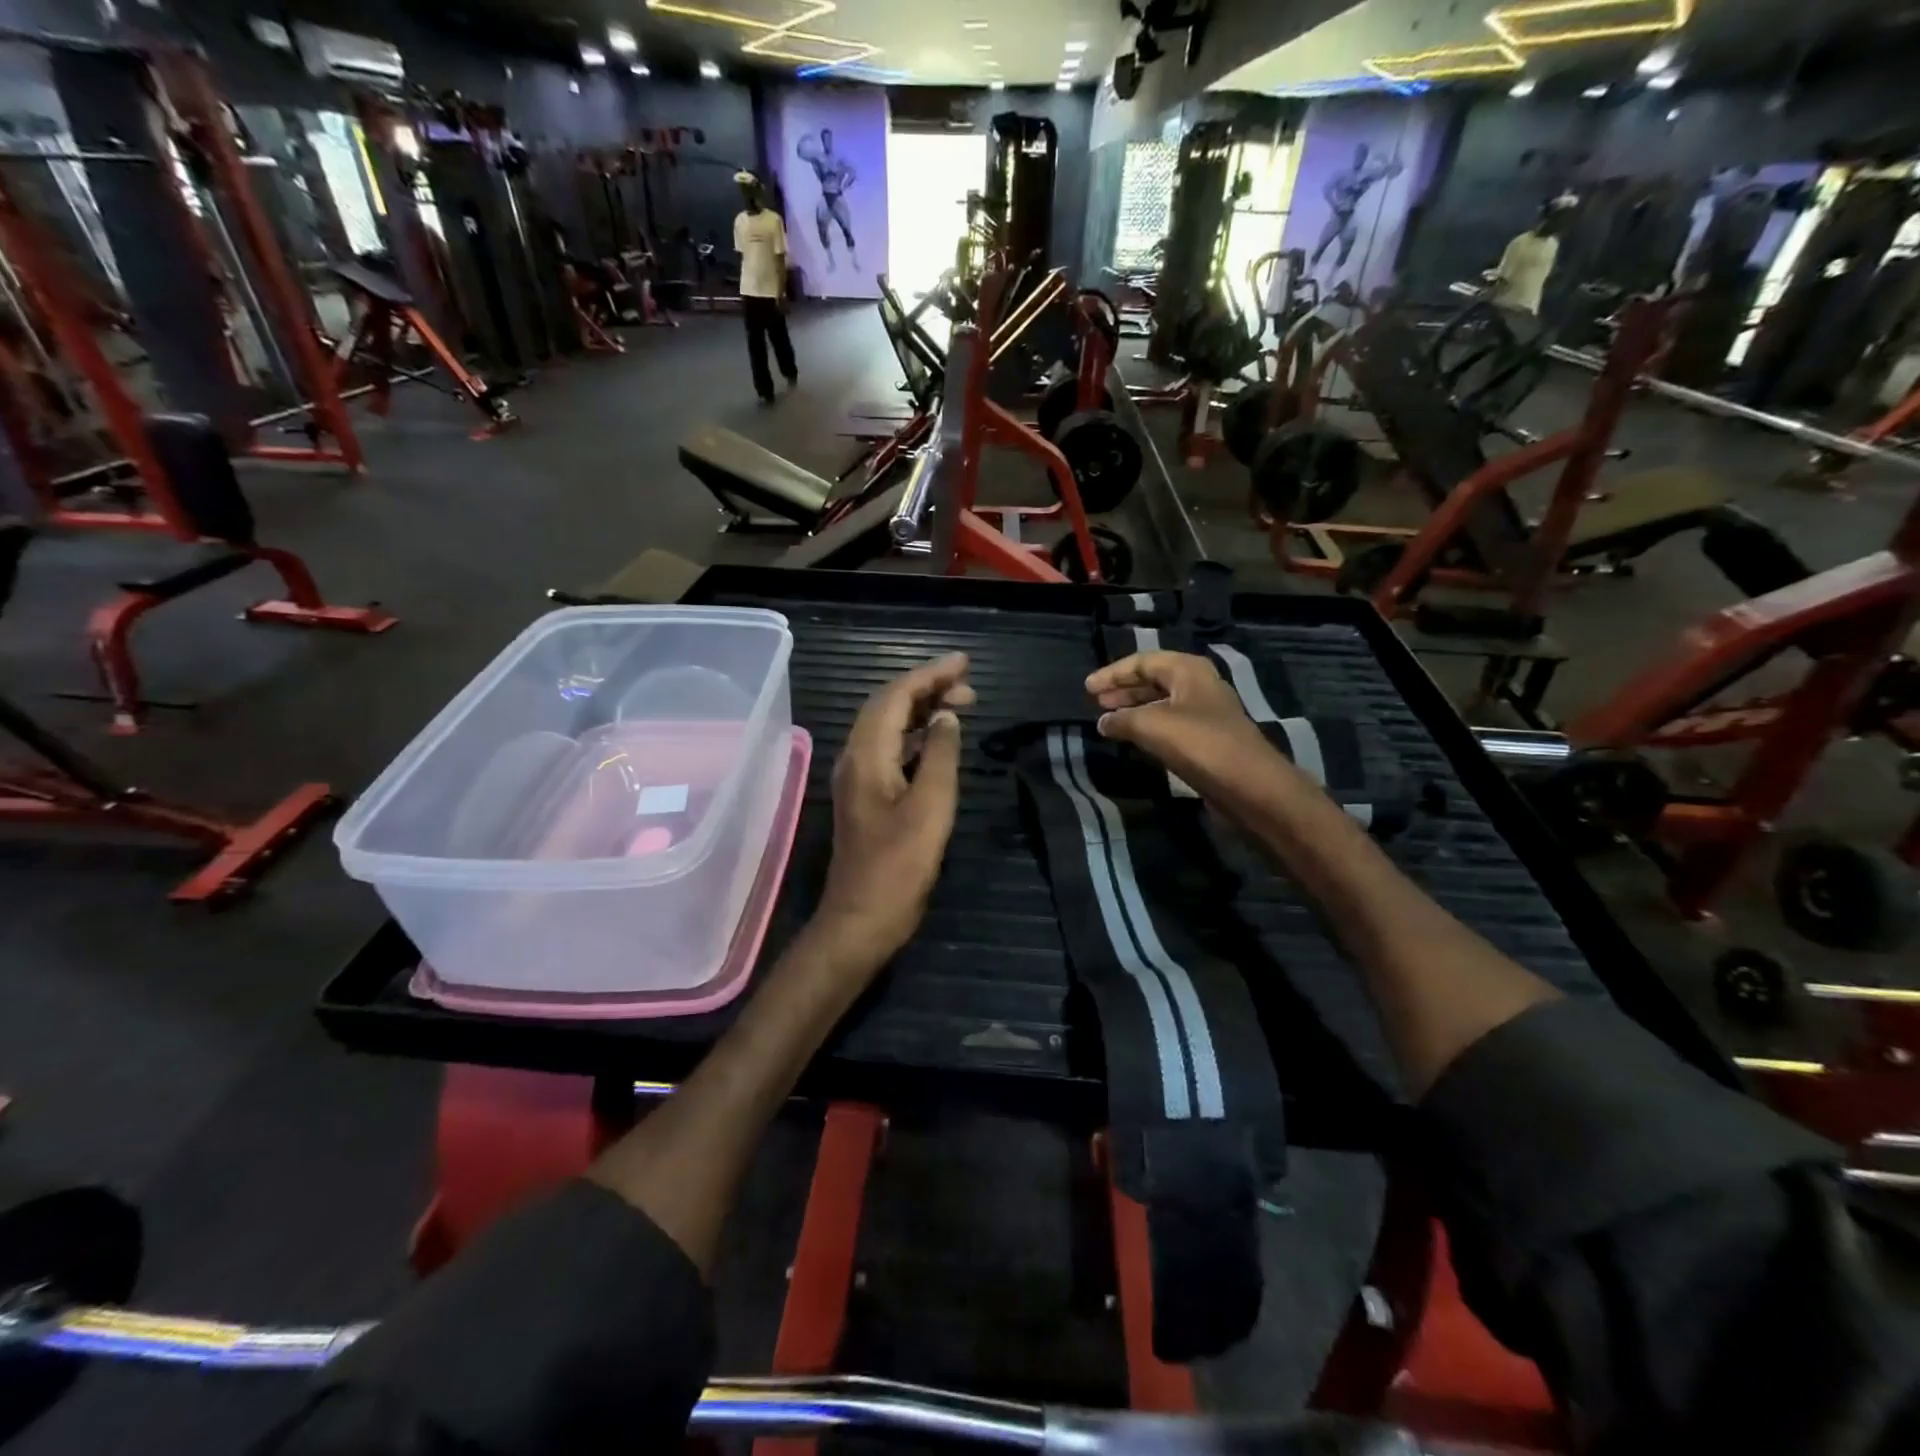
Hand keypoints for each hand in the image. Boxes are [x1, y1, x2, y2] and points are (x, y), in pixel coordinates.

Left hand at [812, 653, 974, 975]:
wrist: (861, 919)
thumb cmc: (898, 867)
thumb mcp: (931, 808)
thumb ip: (941, 756)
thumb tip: (948, 717)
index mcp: (867, 755)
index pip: (896, 697)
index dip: (929, 675)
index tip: (964, 662)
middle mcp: (855, 758)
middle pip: (888, 706)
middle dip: (927, 688)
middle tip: (969, 685)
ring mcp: (858, 778)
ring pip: (888, 727)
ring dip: (922, 711)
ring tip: (961, 705)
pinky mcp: (867, 797)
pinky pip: (890, 750)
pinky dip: (916, 737)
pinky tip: (939, 741)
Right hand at [1086, 651, 1299, 803]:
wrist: (1249, 786)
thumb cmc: (1200, 744)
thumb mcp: (1151, 725)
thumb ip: (1122, 719)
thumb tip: (1103, 722)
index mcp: (1188, 670)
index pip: (1143, 661)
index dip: (1113, 673)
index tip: (1087, 689)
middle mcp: (1199, 686)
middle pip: (1154, 679)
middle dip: (1124, 689)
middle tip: (1097, 702)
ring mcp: (1206, 714)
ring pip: (1162, 703)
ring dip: (1135, 709)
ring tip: (1109, 721)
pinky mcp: (1208, 740)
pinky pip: (1170, 725)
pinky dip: (1148, 727)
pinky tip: (1134, 739)